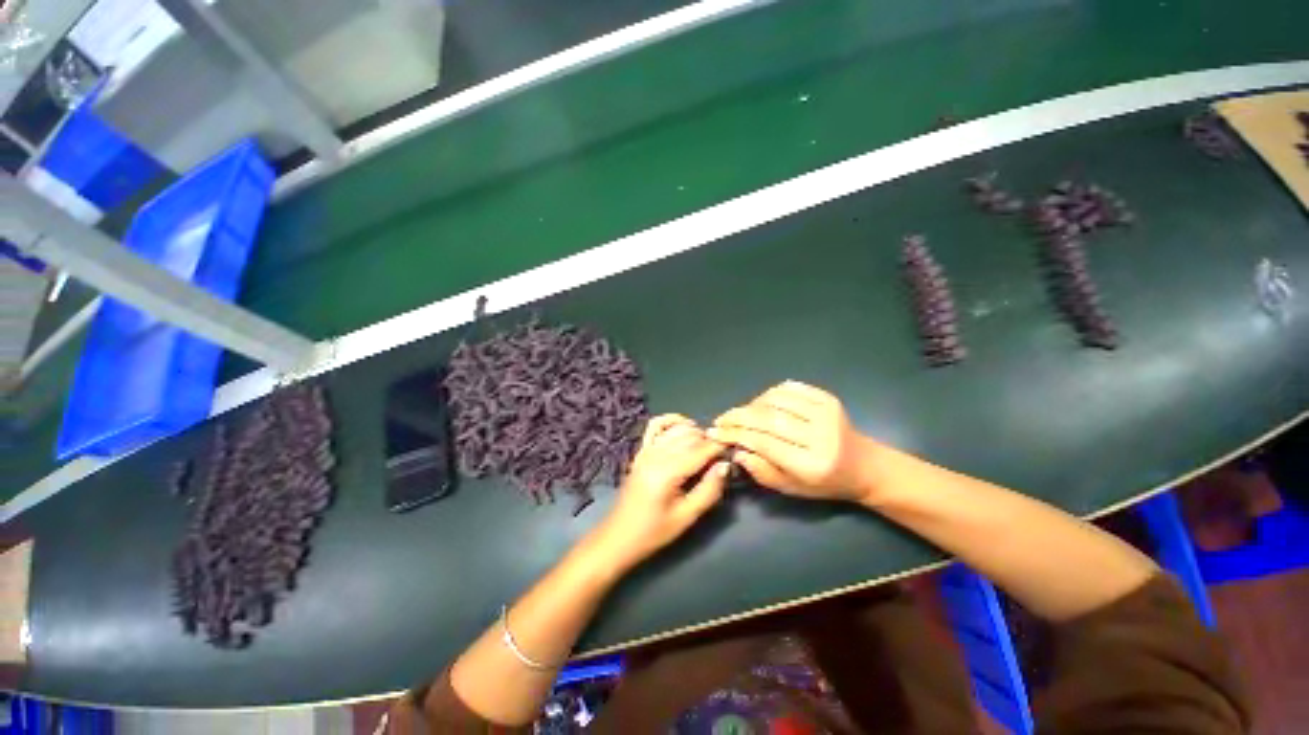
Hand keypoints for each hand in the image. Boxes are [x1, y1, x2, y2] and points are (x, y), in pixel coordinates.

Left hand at [590, 415, 729, 572]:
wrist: (619, 536)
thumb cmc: (654, 531)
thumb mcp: (686, 517)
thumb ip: (709, 490)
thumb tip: (725, 465)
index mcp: (667, 472)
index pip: (700, 449)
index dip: (719, 448)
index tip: (732, 453)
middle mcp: (656, 454)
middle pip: (690, 436)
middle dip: (709, 441)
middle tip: (720, 457)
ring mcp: (646, 450)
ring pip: (677, 428)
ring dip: (695, 432)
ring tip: (706, 447)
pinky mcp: (641, 450)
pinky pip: (656, 425)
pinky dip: (671, 421)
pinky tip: (684, 427)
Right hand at [709, 381, 876, 502]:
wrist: (865, 466)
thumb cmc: (825, 483)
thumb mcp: (792, 488)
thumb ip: (762, 471)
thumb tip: (737, 450)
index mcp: (811, 464)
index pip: (764, 442)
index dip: (735, 435)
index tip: (715, 432)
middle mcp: (820, 435)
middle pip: (767, 418)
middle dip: (737, 417)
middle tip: (721, 419)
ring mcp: (825, 412)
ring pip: (775, 400)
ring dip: (751, 404)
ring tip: (741, 414)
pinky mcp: (827, 398)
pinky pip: (789, 388)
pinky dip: (769, 393)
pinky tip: (761, 403)